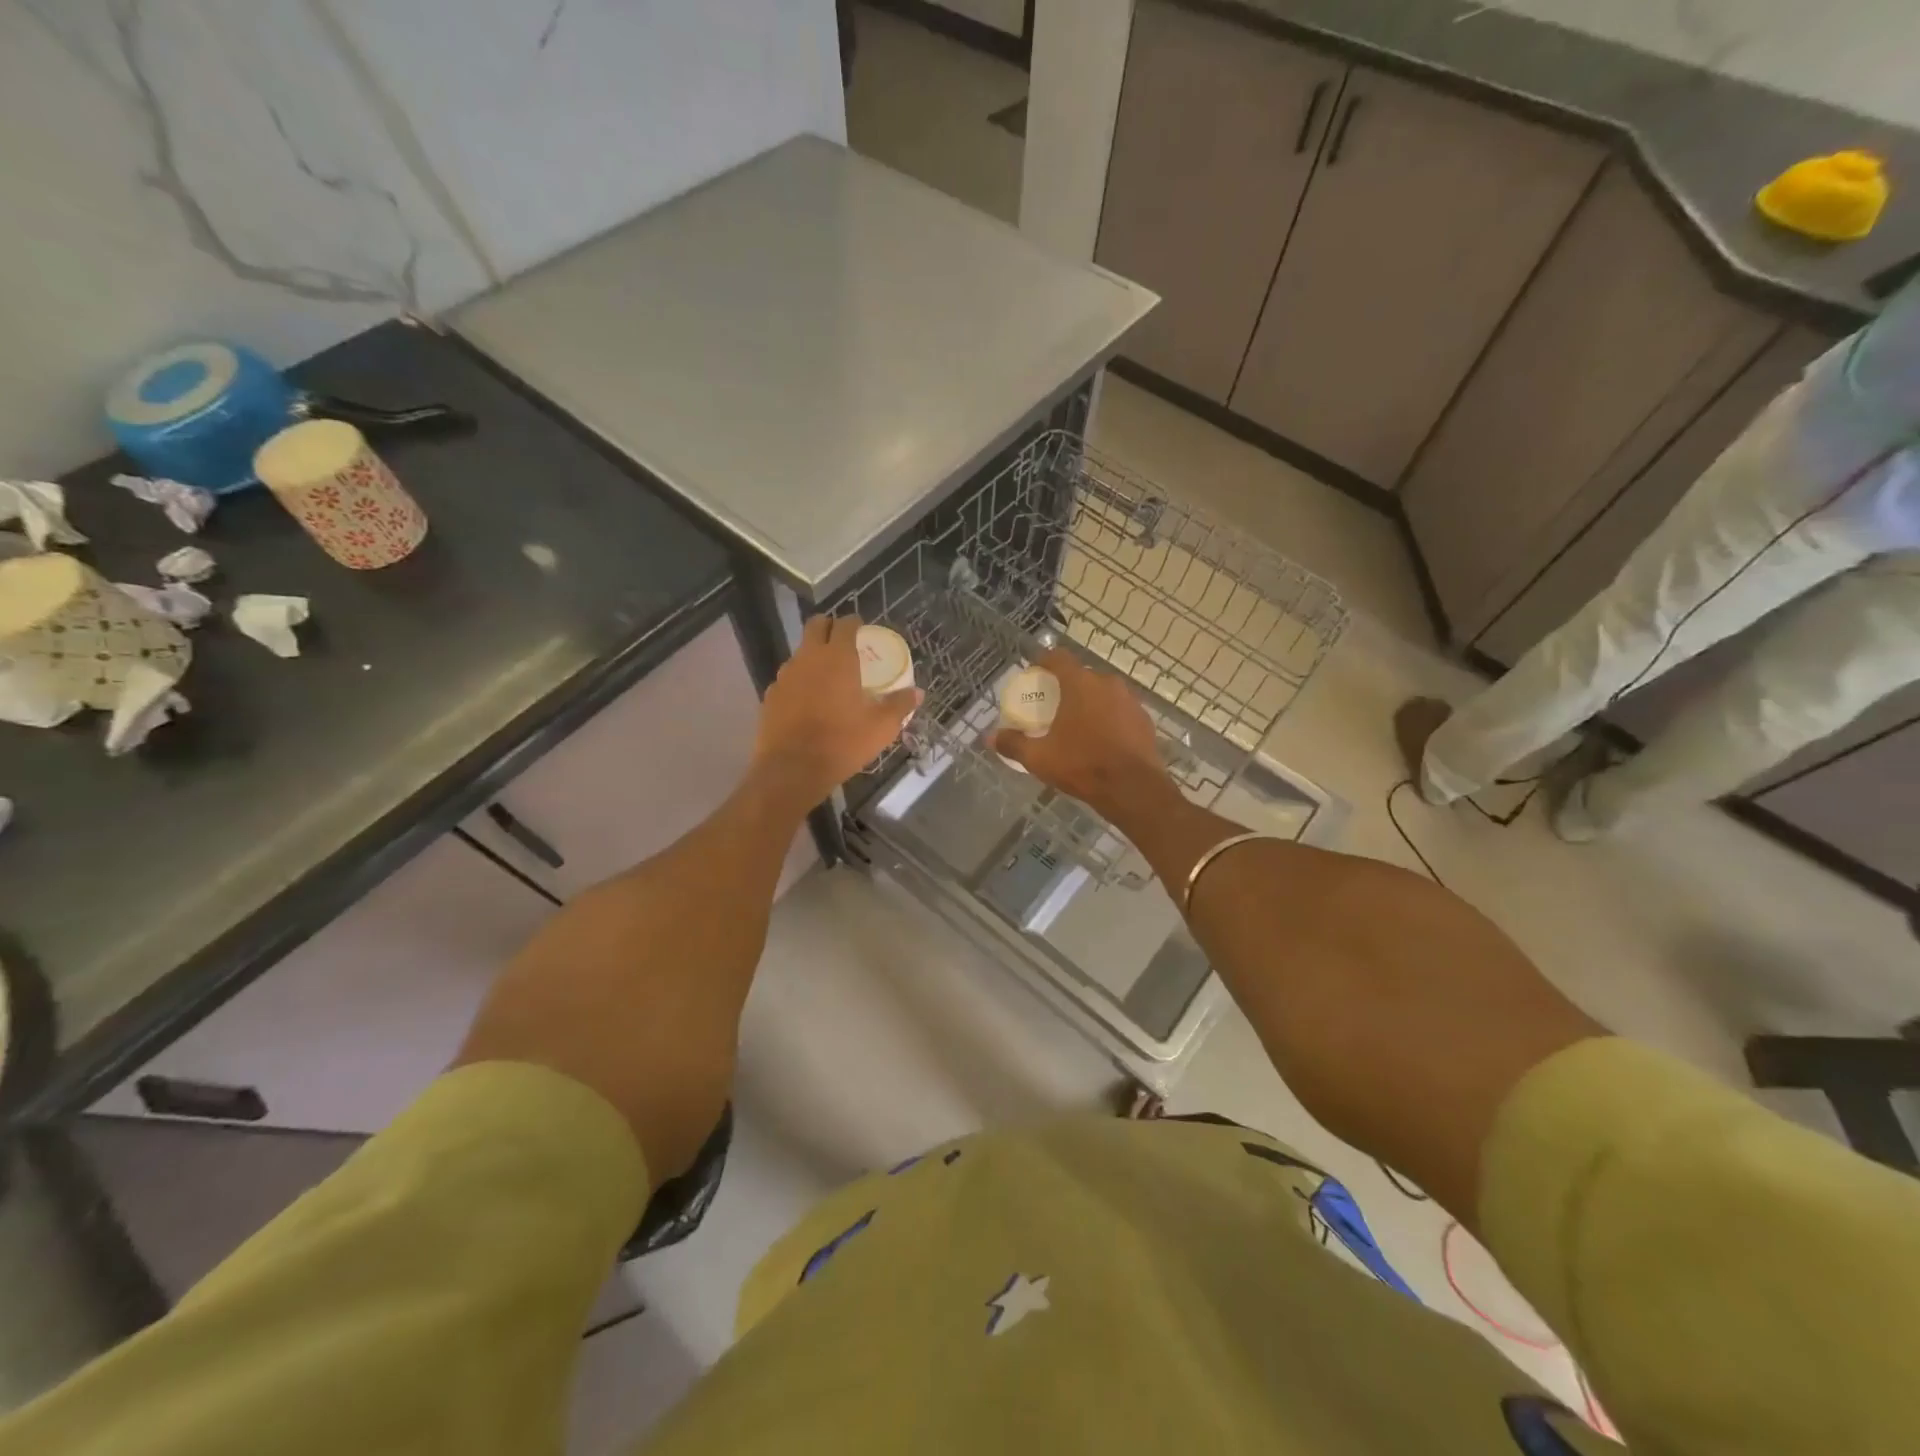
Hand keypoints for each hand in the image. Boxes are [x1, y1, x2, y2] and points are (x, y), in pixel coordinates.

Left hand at [753, 614, 921, 806]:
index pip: (844, 624)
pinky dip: (799, 683)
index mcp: (837, 658)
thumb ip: (899, 705)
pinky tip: (808, 703)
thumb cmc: (842, 743)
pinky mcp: (770, 696)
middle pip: (816, 626)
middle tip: (843, 644)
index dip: (854, 623)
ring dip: (813, 657)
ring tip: (828, 678)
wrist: (792, 770)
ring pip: (800, 653)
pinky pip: (788, 680)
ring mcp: (785, 676)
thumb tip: (917, 693)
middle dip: (829, 628)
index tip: (862, 630)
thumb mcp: (881, 728)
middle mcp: (808, 658)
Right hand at [992, 649, 1170, 814]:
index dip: (1043, 661)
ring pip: (1103, 693)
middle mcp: (1107, 683)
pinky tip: (1101, 739)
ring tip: (1077, 724)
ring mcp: (1130, 700)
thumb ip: (1013, 744)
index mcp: (1079, 684)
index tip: (1034, 671)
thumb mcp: (1040, 758)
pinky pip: (1120, 710)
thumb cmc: (1082, 765)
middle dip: (1066, 686)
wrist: (1133, 789)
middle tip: (1052, 706)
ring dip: (1089, 702)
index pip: (1058, 658)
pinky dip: (1108, 718)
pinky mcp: (1144, 719)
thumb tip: (989, 737)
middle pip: (1081, 676)